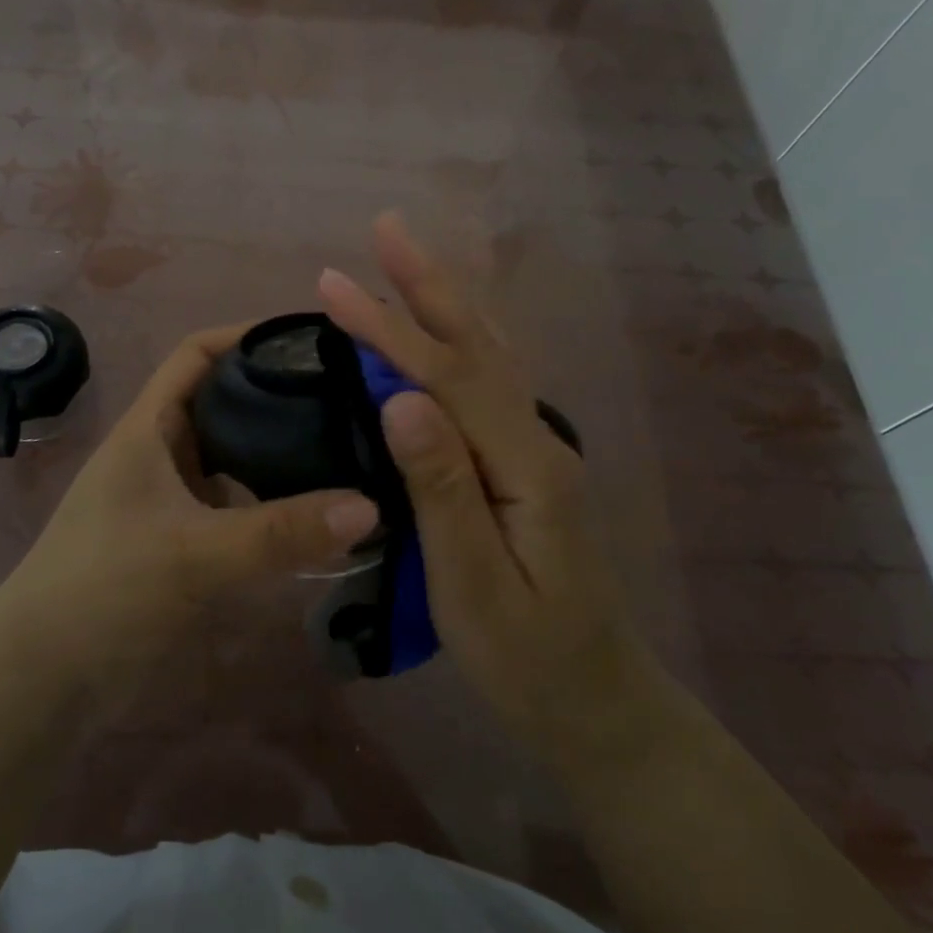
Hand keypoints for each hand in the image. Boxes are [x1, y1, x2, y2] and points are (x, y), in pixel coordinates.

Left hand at [0, 325, 378, 697]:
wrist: (43, 678)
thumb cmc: (104, 591)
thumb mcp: (194, 553)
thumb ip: (281, 532)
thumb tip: (370, 506)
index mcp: (148, 429)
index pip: (197, 354)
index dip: (246, 335)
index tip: (310, 338)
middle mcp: (159, 453)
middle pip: (223, 401)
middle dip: (277, 393)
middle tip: (348, 396)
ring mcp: (169, 499)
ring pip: (232, 456)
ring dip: (277, 450)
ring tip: (345, 446)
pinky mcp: (180, 539)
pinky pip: (235, 504)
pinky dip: (270, 501)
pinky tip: (313, 512)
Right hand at [318, 214, 663, 763]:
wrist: (599, 704)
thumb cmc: (528, 659)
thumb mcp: (475, 587)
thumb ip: (441, 489)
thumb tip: (401, 399)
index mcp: (524, 467)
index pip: (447, 377)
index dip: (388, 329)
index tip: (333, 286)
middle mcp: (537, 441)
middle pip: (477, 345)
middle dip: (427, 284)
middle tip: (385, 228)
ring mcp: (536, 450)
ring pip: (489, 356)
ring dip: (445, 302)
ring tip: (407, 260)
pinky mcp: (525, 466)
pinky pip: (489, 383)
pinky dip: (460, 341)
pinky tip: (446, 330)